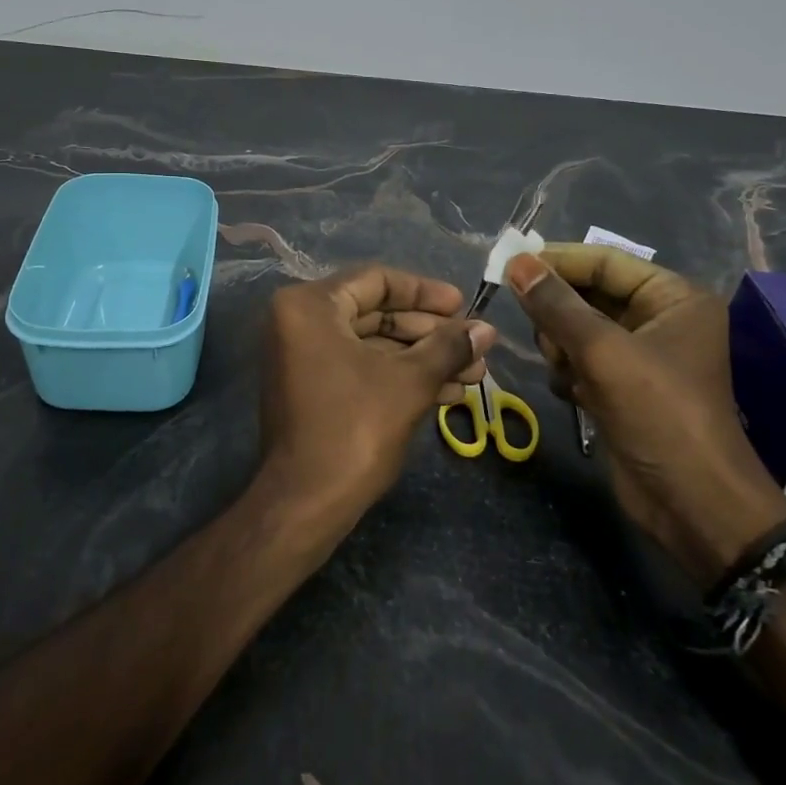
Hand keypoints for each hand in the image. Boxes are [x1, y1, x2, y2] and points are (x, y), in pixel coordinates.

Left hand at [257, 265, 495, 527]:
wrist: (305, 504)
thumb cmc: (354, 429)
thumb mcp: (409, 382)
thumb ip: (448, 347)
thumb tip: (487, 328)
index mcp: (309, 306)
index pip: (376, 280)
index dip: (425, 292)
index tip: (464, 305)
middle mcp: (298, 322)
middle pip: (376, 313)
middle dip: (430, 333)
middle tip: (475, 346)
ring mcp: (302, 356)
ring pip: (373, 344)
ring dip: (422, 358)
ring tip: (474, 374)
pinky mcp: (311, 387)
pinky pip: (360, 367)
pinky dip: (399, 376)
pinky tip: (447, 392)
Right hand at [504, 245, 785, 586]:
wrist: (691, 504)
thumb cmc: (659, 414)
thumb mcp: (604, 352)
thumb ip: (557, 305)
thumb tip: (517, 262)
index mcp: (673, 299)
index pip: (605, 262)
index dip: (558, 261)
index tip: (510, 264)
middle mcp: (659, 320)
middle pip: (588, 295)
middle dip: (560, 315)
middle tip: (544, 334)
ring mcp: (639, 357)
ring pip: (577, 330)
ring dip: (562, 348)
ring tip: (565, 370)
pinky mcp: (622, 388)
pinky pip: (580, 361)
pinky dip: (568, 372)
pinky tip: (572, 394)